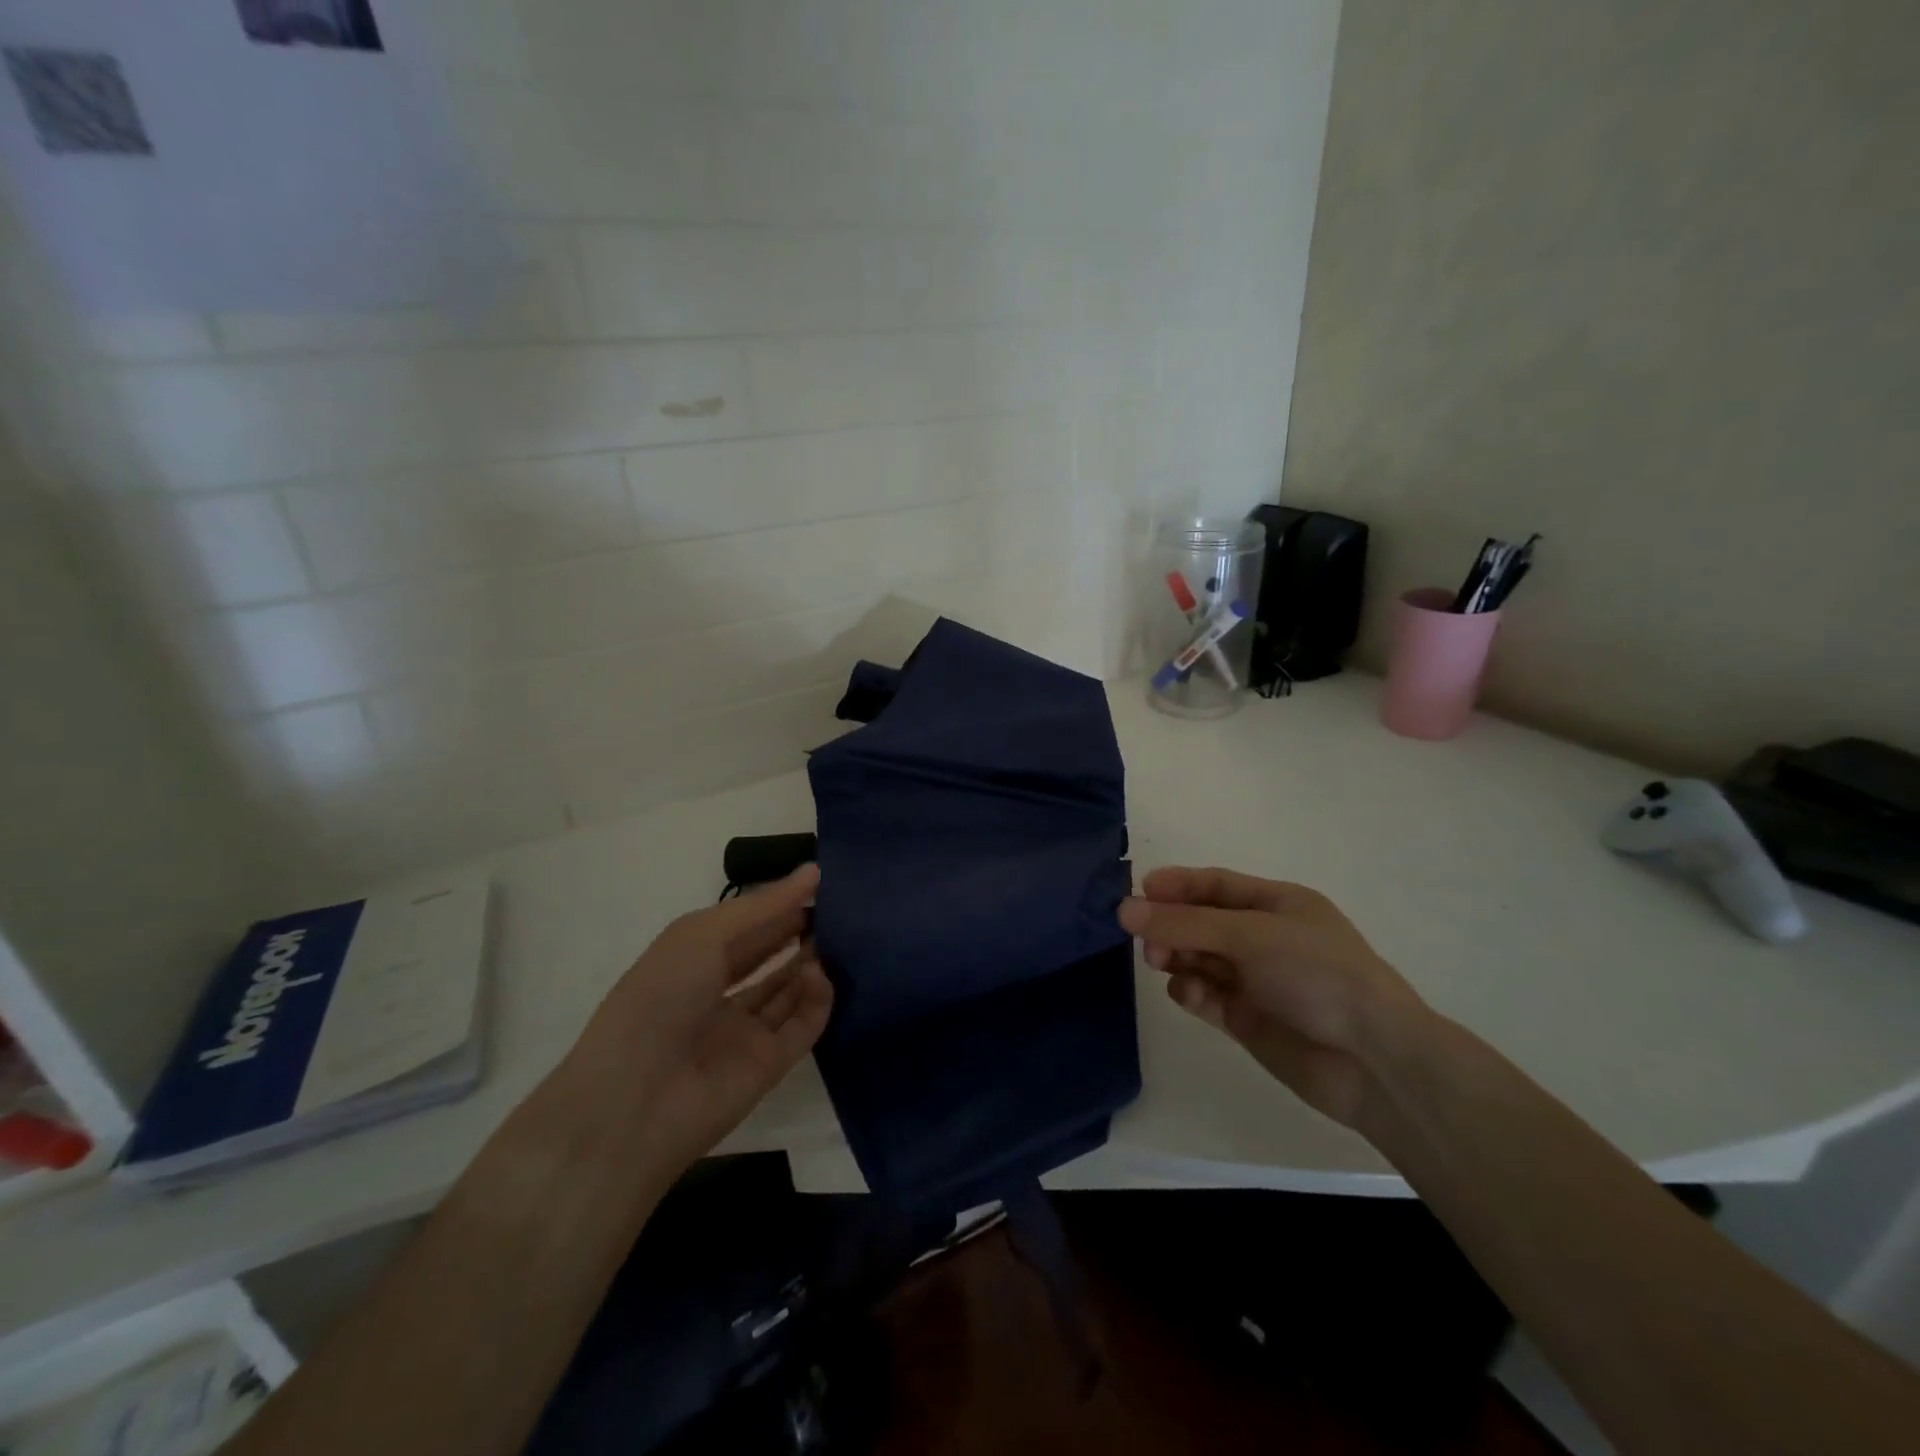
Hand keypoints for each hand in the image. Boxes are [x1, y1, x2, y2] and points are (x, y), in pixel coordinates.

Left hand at [553, 865, 833, 1183]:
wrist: (634, 1102)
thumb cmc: (659, 998)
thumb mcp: (704, 934)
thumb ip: (764, 905)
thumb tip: (814, 871)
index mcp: (693, 960)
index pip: (746, 926)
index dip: (779, 904)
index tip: (821, 883)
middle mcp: (719, 993)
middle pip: (770, 956)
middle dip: (801, 931)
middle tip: (840, 909)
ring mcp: (746, 1032)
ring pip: (790, 990)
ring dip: (814, 962)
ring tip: (841, 937)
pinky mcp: (770, 1065)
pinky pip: (804, 1025)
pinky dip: (818, 999)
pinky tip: (820, 975)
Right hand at [1118, 867, 1428, 1127]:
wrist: (1373, 1059)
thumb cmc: (1317, 973)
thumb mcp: (1249, 934)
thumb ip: (1184, 922)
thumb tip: (1124, 909)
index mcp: (1277, 904)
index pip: (1216, 885)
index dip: (1177, 885)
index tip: (1138, 891)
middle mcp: (1265, 938)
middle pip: (1202, 922)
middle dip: (1171, 926)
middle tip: (1145, 939)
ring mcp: (1257, 981)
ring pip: (1200, 959)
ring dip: (1177, 957)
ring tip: (1161, 963)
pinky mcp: (1249, 1020)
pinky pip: (1208, 997)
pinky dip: (1193, 993)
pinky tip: (1191, 996)